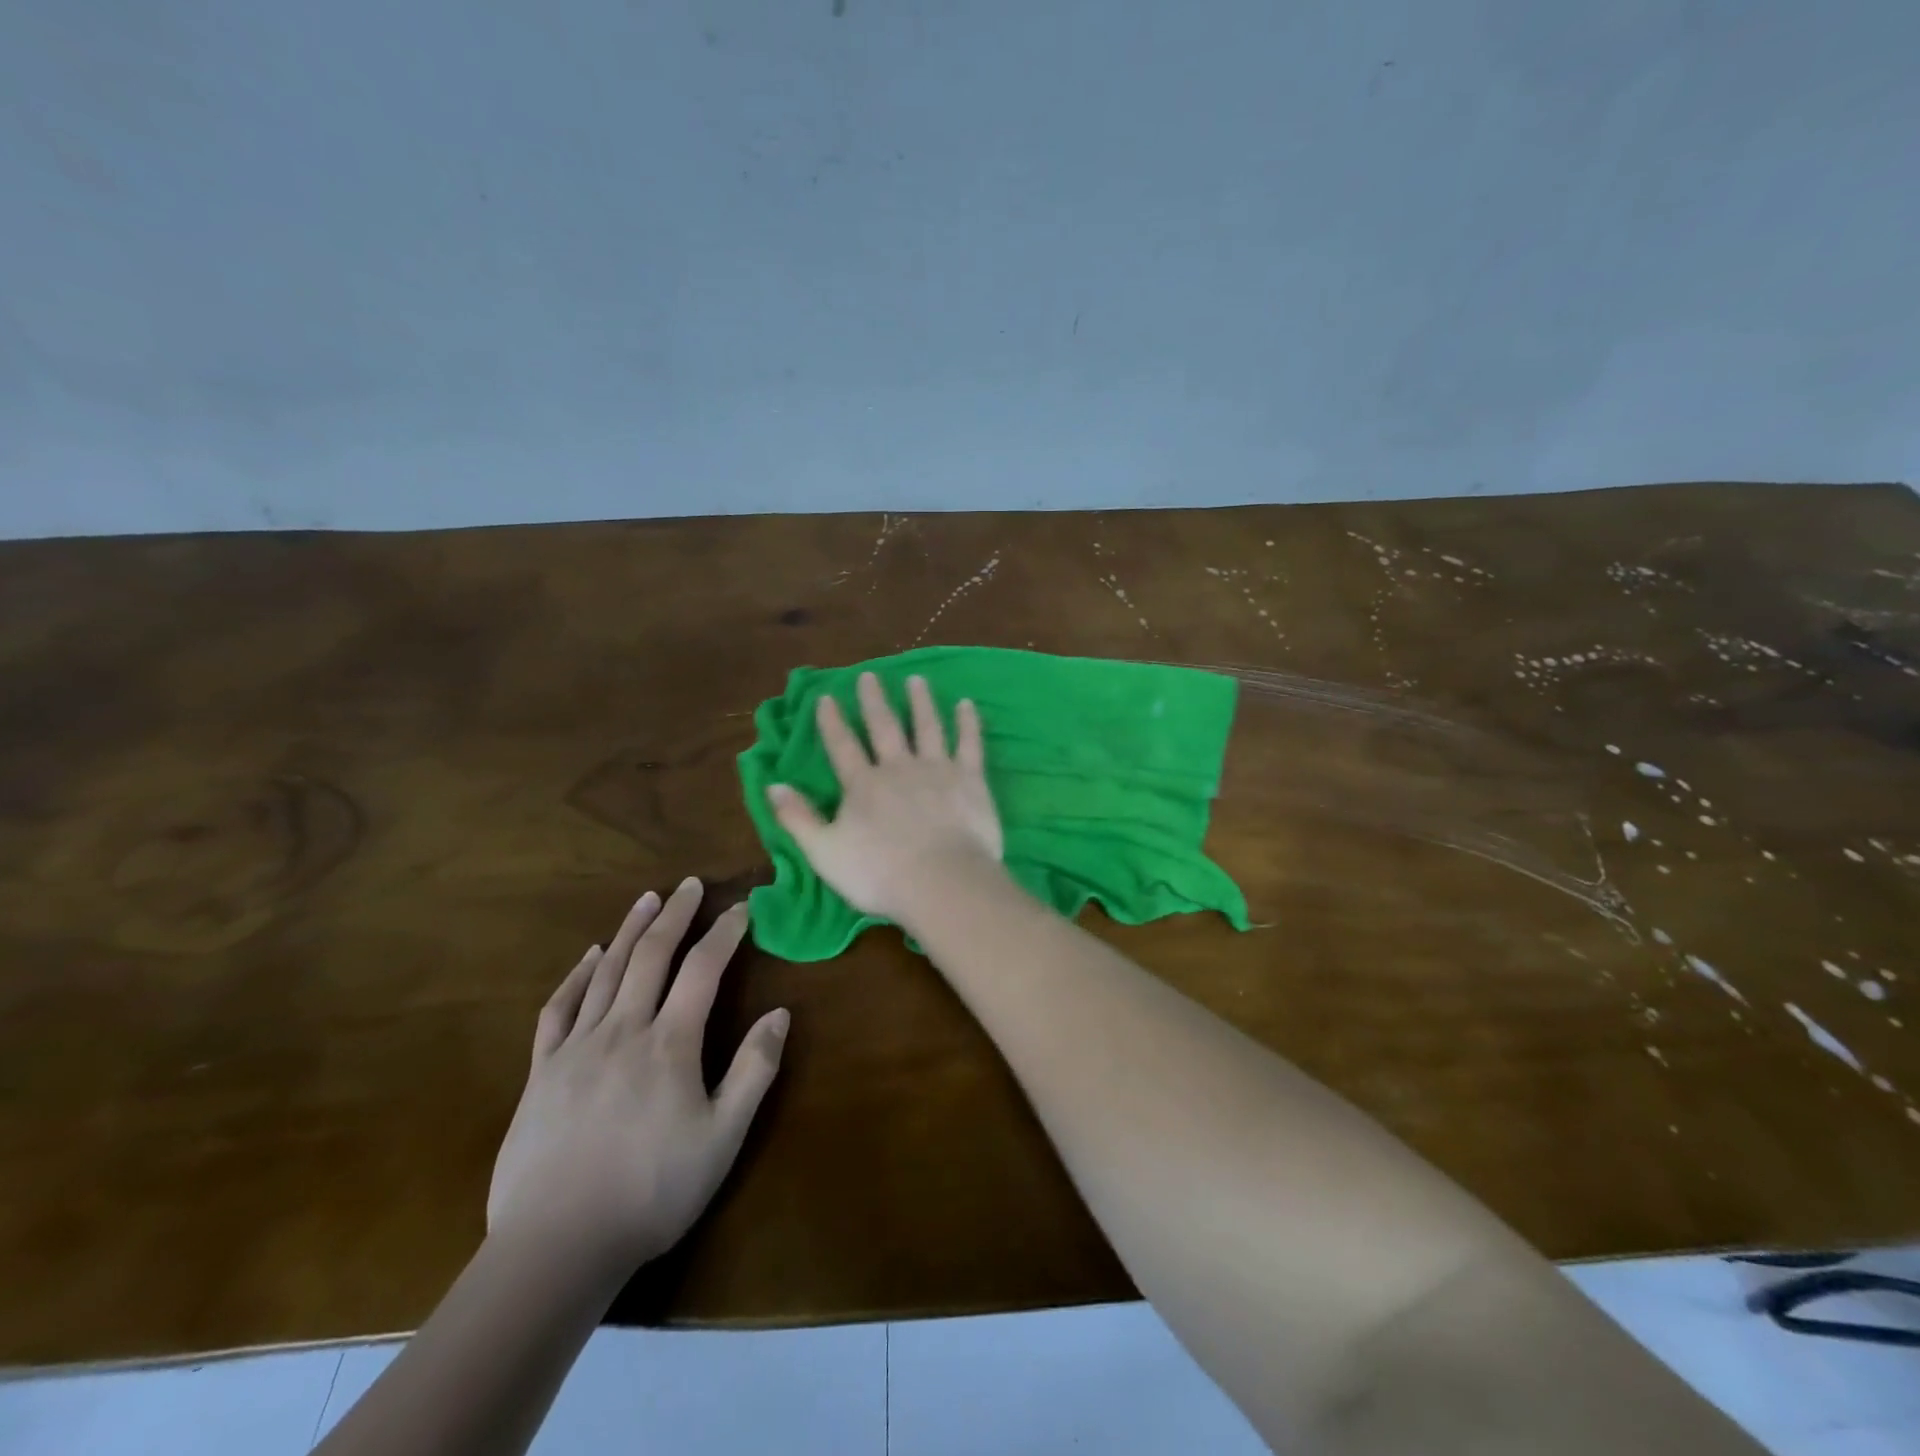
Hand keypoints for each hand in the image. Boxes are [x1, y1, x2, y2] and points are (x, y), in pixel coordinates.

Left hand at [486, 879, 788, 1272]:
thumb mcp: (723, 1137)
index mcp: (671, 1043)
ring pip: (607, 972)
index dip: (724, 933)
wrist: (556, 1247)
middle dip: (674, 915)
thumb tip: (779, 1013)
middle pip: (652, 956)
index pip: (703, 970)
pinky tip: (589, 956)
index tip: (741, 907)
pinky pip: (559, 1009)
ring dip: (629, 930)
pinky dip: (576, 975)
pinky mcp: (541, 1071)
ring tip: (646, 899)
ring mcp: (577, 1047)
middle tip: (688, 885)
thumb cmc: (652, 1191)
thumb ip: (754, 1070)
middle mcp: (624, 1030)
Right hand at [766, 672, 1004, 922]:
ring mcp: (937, 769)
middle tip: (870, 675)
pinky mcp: (970, 779)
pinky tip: (966, 704)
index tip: (826, 696)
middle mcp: (898, 767)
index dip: (832, 721)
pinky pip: (969, 743)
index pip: (842, 746)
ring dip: (920, 702)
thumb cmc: (879, 874)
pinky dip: (967, 722)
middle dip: (874, 700)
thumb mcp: (824, 852)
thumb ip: (798, 818)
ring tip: (916, 680)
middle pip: (884, 727)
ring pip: (927, 727)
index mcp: (863, 785)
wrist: (941, 882)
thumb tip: (772, 785)